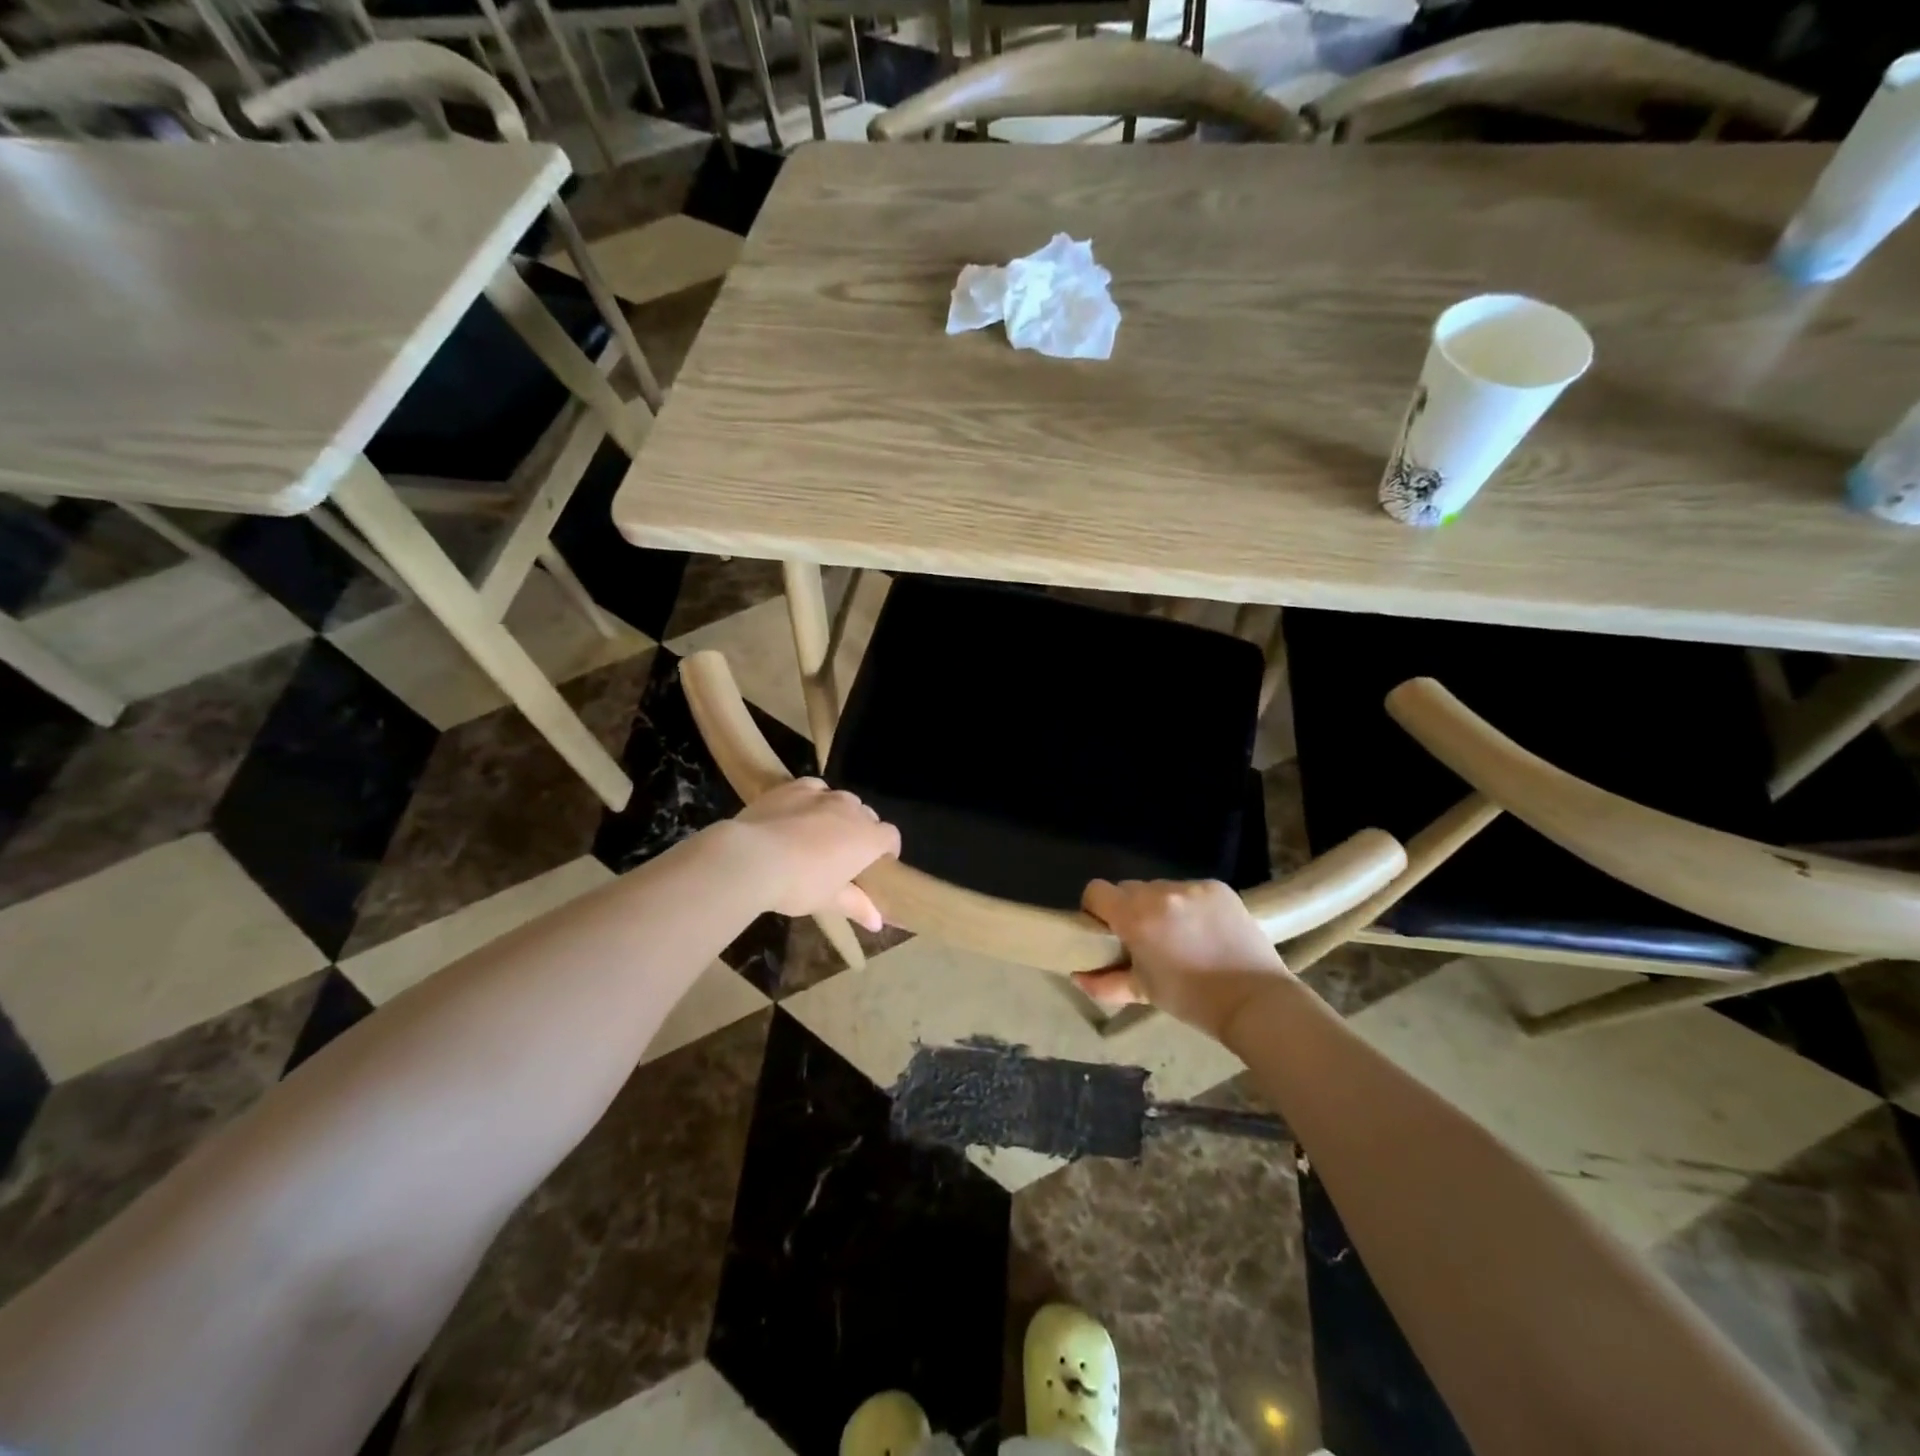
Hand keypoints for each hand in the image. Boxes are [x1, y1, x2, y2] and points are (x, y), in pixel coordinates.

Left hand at [727, 778, 901, 930]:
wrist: (752, 857)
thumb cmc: (799, 884)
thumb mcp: (829, 901)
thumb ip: (857, 906)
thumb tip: (877, 923)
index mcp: (867, 838)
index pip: (891, 836)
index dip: (888, 849)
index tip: (877, 864)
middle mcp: (851, 810)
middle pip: (867, 816)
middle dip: (862, 831)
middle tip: (844, 855)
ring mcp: (822, 794)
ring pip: (841, 799)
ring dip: (839, 813)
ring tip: (820, 833)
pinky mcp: (794, 787)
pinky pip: (814, 788)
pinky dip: (813, 799)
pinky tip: (799, 813)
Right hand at [1075, 879, 1290, 1041]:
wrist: (1255, 1000)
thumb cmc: (1192, 999)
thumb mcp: (1143, 992)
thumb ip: (1103, 983)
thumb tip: (1077, 977)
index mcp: (1135, 916)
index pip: (1096, 891)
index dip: (1095, 909)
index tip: (1106, 930)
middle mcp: (1160, 893)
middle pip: (1128, 889)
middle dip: (1129, 909)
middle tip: (1143, 938)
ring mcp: (1192, 887)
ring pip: (1160, 889)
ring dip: (1160, 906)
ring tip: (1179, 936)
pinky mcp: (1218, 887)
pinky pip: (1190, 890)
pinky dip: (1189, 905)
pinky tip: (1204, 930)